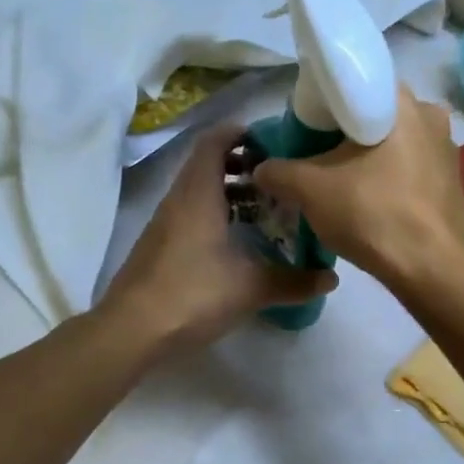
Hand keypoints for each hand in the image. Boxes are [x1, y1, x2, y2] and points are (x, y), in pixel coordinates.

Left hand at [101, 123, 337, 353]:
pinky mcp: (160, 246)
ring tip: (264, 208)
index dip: (241, 133)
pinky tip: (237, 241)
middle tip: (277, 177)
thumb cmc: (192, 294)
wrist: (131, 330)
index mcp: (198, 194)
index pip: (215, 143)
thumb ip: (293, 281)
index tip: (273, 140)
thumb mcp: (250, 288)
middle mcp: (179, 200)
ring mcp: (165, 223)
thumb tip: (332, 278)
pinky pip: (191, 214)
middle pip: (207, 164)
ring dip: (229, 191)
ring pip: (199, 191)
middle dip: (242, 164)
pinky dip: (215, 214)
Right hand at [254, 88, 463, 290]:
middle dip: (342, 134)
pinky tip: (370, 201)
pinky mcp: (453, 181)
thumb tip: (260, 169)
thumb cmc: (373, 214)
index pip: (352, 85)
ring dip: (366, 157)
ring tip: (339, 182)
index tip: (305, 129)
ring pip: (392, 143)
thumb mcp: (311, 191)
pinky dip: (387, 177)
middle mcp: (430, 114)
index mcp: (401, 101)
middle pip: (372, 115)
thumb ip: (279, 172)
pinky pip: (410, 168)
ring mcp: (447, 149)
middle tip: (315, 156)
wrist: (432, 269)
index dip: (322, 105)